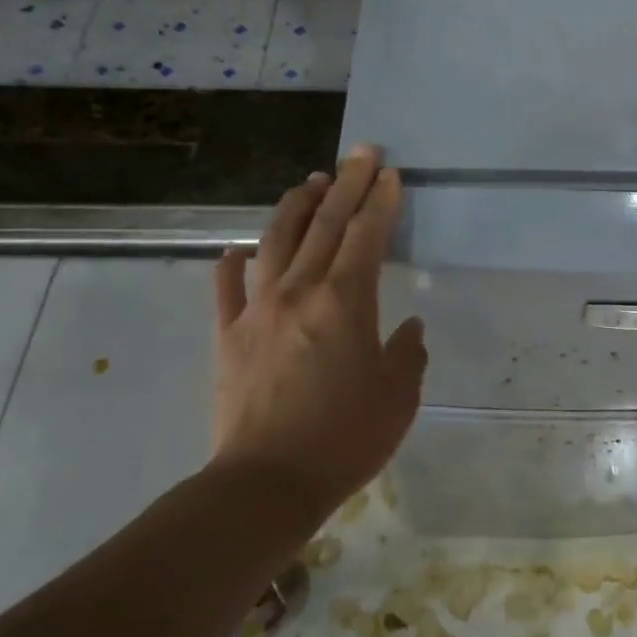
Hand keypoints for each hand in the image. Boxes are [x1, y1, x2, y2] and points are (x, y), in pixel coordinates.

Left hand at [210, 145, 426, 516]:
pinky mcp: (228, 335)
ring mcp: (257, 310)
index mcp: (344, 302)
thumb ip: (408, 354)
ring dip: (296, 206)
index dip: (381, 201)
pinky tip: (239, 248)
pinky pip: (227, 288)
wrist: (265, 484)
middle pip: (325, 224)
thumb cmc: (344, 440)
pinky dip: (233, 263)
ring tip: (312, 182)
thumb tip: (409, 327)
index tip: (390, 174)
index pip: (367, 235)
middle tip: (361, 153)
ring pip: (276, 241)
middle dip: (347, 183)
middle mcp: (299, 292)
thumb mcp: (398, 398)